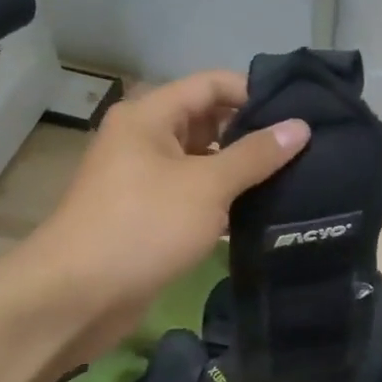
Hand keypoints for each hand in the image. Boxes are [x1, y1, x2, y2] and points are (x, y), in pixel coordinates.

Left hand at [10, 72, 308, 358]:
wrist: (78, 297)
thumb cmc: (144, 225)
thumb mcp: (207, 185)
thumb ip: (256, 155)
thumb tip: (301, 126)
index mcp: (150, 116)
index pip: (211, 84)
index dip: (254, 92)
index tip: (298, 112)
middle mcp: (145, 139)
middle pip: (208, 121)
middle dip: (252, 133)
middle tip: (304, 147)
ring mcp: (145, 179)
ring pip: (203, 161)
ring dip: (241, 169)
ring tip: (294, 176)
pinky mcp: (150, 215)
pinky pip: (194, 194)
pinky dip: (224, 199)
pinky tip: (263, 210)